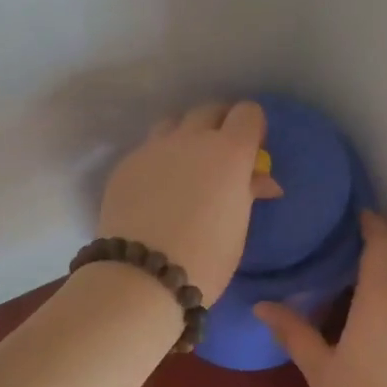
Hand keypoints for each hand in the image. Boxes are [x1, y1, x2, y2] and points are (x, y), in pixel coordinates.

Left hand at [97, 101, 283, 303]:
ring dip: (185, 136)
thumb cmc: (206, 258)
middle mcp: (191, 139)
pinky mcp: (126, 164)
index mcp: (228, 152)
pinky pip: (147, 149)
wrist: (142, 276)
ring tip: (185, 166)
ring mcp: (153, 148)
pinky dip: (158, 159)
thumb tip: (260, 180)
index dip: (252, 127)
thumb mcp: (238, 226)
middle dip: (219, 125)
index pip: (247, 113)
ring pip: (174, 123)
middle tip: (221, 155)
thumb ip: (247, 192)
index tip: (252, 149)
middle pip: (209, 110)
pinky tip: (155, 188)